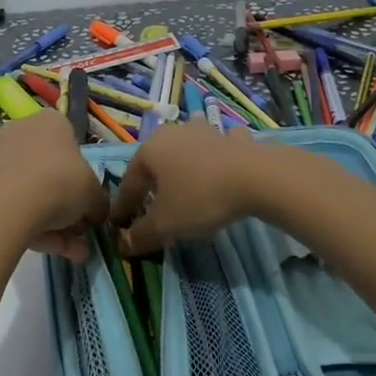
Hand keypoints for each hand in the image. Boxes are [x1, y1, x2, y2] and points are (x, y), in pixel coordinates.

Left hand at [0, 110, 107, 260]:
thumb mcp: (94, 194)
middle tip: (81, 230)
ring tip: (74, 252)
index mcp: (51, 122)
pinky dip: (35, 227)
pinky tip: (54, 252)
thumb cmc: (60, 183)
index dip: (83, 175)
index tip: (88, 200)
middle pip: (52, 170)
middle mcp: (22, 132)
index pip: (72, 143)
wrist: (6, 207)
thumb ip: (99, 202)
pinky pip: (15, 206)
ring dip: (56, 223)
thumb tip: (97, 213)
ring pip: (34, 192)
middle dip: (69, 205)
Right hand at [110, 123, 271, 255]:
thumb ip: (141, 235)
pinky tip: (221, 169)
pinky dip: (216, 158)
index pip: (129, 183)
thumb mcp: (165, 224)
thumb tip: (123, 244)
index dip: (123, 207)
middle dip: (151, 184)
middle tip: (150, 206)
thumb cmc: (200, 197)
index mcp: (150, 150)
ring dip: (183, 164)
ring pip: (187, 149)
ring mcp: (205, 131)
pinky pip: (218, 149)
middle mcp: (174, 133)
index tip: (119, 226)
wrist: (256, 177)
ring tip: (183, 183)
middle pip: (156, 163)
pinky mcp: (233, 138)